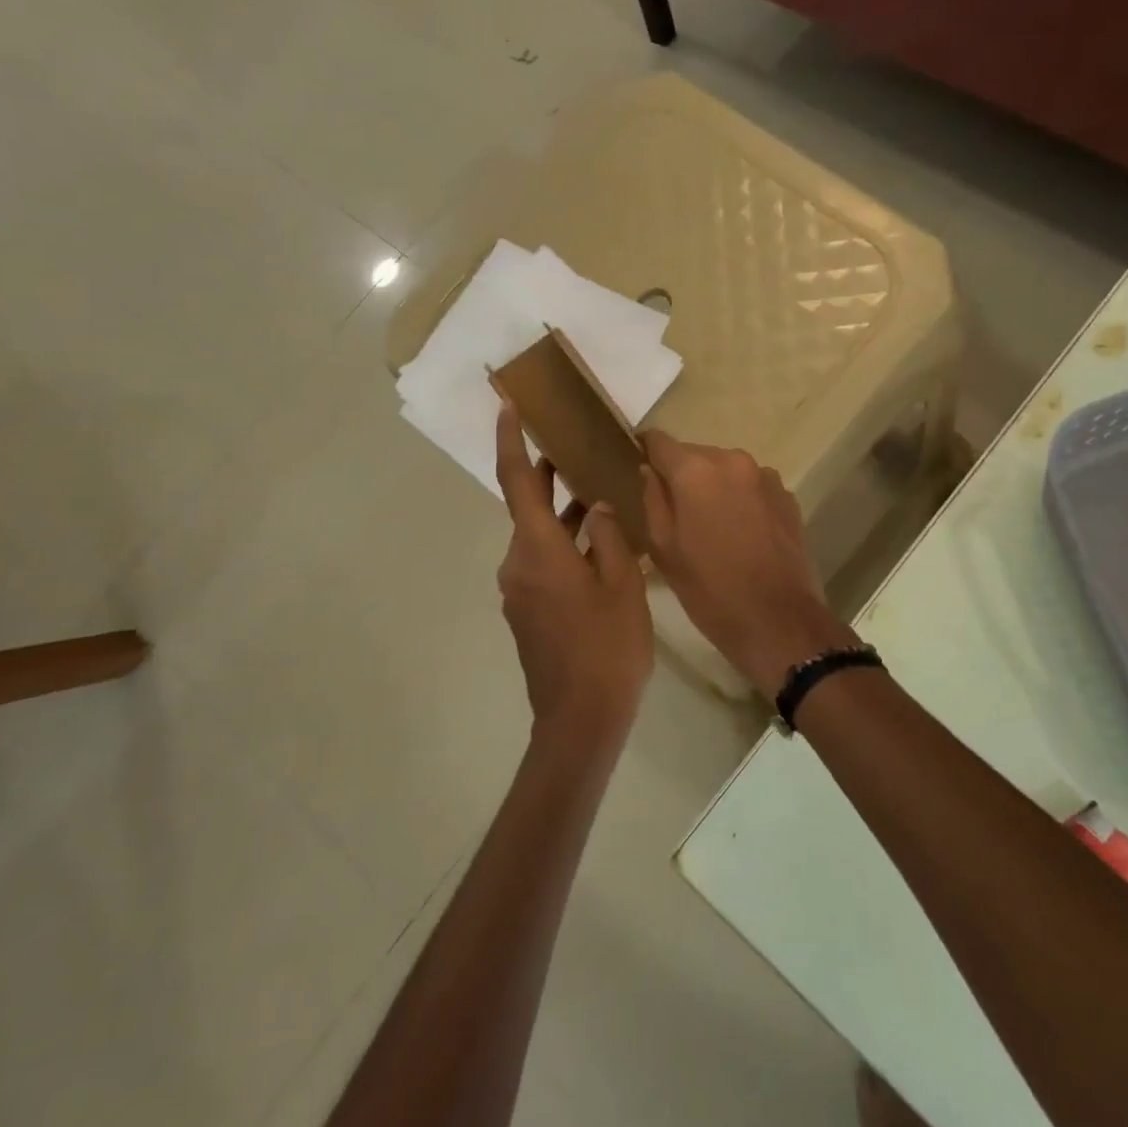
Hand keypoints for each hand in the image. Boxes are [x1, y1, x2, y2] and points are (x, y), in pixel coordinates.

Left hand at [495, 402, 652, 746]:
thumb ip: (607, 536)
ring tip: (602, 496)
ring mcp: (519, 591)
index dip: (510, 440)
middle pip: (528, 508)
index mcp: (537, 550)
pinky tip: (602, 549)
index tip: (506, 406)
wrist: (580, 720)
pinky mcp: (528, 612)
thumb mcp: (621, 584)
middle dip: (548, 477)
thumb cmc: (607, 647)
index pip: (516, 481)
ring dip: (565, 516)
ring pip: (539, 538)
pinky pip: (544, 564)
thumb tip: (595, 508)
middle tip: (574, 447)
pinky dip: (566, 546)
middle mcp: (518, 564)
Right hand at [640, 432, 856, 699]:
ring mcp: (765, 477)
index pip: (660, 441)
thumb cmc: (709, 589)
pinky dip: (740, 500)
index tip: (638, 464)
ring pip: (726, 471)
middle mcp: (733, 461)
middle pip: (696, 455)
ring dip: (713, 488)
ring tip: (708, 526)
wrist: (778, 621)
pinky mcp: (787, 497)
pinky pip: (751, 488)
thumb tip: (648, 471)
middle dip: (682, 475)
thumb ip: (653, 500)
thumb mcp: (664, 549)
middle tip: (673, 510)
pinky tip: (739, 534)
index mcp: (696, 470)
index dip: (646, 450)